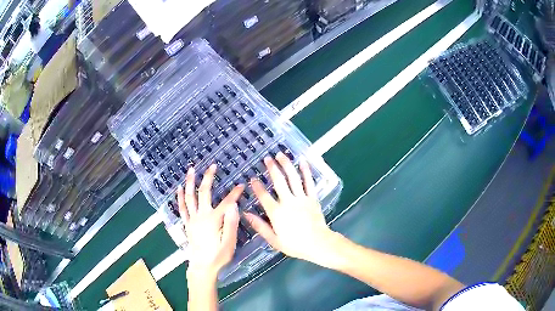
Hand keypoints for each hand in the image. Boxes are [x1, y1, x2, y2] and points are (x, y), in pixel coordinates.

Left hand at [177, 164, 243, 280]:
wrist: (202, 267)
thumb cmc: (218, 256)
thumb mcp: (229, 243)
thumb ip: (231, 224)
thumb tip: (233, 205)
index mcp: (213, 220)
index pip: (226, 202)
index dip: (235, 193)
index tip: (242, 185)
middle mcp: (201, 216)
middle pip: (204, 193)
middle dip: (209, 178)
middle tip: (213, 166)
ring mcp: (192, 219)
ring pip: (189, 197)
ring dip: (190, 182)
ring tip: (191, 170)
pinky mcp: (187, 224)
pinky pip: (182, 208)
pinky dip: (179, 197)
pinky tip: (178, 189)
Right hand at [244, 153, 335, 264]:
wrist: (318, 244)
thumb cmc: (294, 244)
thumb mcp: (273, 240)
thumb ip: (260, 226)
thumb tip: (246, 214)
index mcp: (277, 213)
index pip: (264, 196)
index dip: (257, 186)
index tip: (252, 178)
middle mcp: (288, 202)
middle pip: (278, 181)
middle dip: (272, 168)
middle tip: (267, 158)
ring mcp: (302, 198)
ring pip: (293, 178)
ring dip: (286, 165)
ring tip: (280, 154)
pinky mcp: (312, 198)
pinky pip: (309, 182)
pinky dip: (306, 171)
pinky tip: (302, 161)